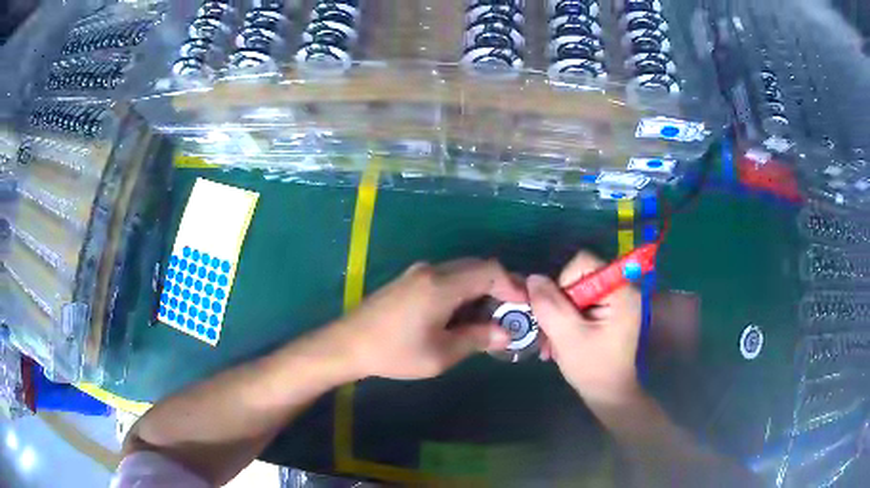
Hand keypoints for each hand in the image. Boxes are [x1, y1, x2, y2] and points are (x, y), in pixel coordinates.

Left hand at [329, 259, 526, 379]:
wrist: (348, 344)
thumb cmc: (394, 353)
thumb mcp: (441, 354)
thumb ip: (477, 339)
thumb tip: (505, 334)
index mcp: (442, 285)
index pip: (490, 270)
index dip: (512, 285)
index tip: (522, 308)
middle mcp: (432, 270)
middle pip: (478, 267)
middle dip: (499, 288)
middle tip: (508, 316)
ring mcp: (418, 272)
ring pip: (462, 272)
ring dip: (480, 291)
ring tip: (487, 321)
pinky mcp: (409, 280)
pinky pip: (446, 278)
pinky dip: (463, 292)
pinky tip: (461, 317)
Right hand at [528, 252, 642, 405]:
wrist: (609, 395)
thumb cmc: (593, 368)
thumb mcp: (567, 337)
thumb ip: (549, 306)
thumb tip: (532, 278)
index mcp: (620, 290)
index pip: (583, 263)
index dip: (563, 282)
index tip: (559, 312)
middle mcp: (621, 288)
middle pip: (578, 276)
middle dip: (559, 304)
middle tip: (551, 332)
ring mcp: (616, 300)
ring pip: (575, 291)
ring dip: (560, 314)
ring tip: (555, 341)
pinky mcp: (609, 311)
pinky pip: (580, 303)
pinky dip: (567, 319)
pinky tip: (562, 340)